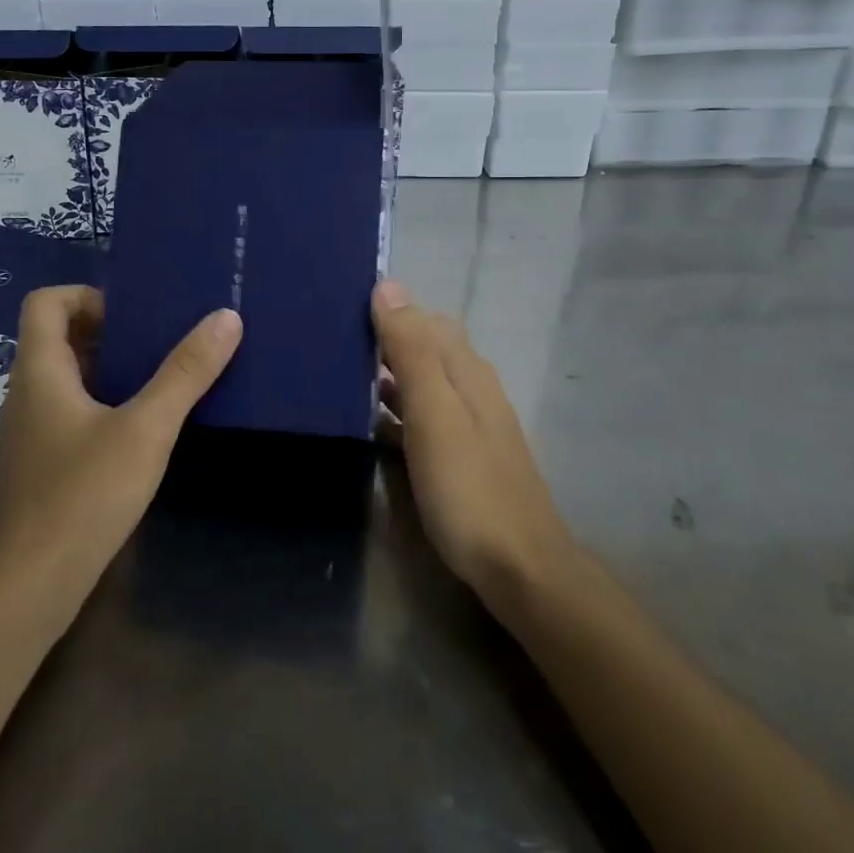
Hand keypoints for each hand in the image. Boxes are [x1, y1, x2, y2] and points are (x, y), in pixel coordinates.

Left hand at [0, 286, 240, 610]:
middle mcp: (27, 392)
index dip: (86, 295)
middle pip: (57, 336)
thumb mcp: (147, 428)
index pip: (45, 303)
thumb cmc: (84, 494)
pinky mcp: (41, 462)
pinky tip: (141, 427)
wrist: (33, 584)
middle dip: (108, 330)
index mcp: (40, 371)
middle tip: (159, 340)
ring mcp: (31, 430)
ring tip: (158, 376)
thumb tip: (226, 317)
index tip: (134, 315)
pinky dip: (102, 401)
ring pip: (65, 376)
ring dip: (107, 367)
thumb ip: (186, 372)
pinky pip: (69, 410)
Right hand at [372, 279, 577, 604]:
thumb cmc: (468, 487)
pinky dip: (396, 409)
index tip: (341, 308)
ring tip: (341, 374)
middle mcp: (472, 387)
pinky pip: (422, 416)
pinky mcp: (461, 455)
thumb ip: (411, 350)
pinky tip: (371, 422)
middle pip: (426, 346)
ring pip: (423, 381)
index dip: (388, 309)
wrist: (519, 567)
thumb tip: (388, 285)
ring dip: (388, 374)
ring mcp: (469, 423)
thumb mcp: (434, 412)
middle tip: (333, 340)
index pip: (426, 318)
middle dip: (385, 338)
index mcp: (467, 369)